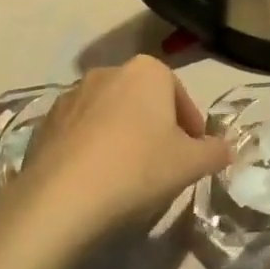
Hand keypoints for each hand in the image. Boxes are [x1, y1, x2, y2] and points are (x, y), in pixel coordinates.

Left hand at [0, 56, 231, 263]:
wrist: (62, 198)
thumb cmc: (138, 169)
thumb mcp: (191, 164)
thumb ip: (215, 152)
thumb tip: (223, 149)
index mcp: (146, 71)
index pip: (180, 95)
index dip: (192, 127)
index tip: (194, 154)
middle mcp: (108, 71)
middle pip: (143, 101)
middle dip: (156, 127)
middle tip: (164, 165)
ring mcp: (72, 94)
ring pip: (111, 114)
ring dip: (123, 136)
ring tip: (128, 175)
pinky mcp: (46, 121)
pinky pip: (81, 131)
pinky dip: (93, 148)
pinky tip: (96, 179)